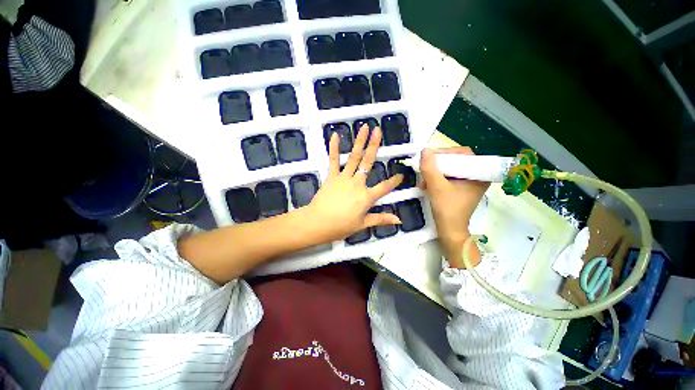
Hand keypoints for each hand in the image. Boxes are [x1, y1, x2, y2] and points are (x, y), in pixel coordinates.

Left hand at [306, 124, 402, 242]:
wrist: (318, 223)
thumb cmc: (341, 226)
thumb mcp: (362, 224)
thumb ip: (381, 219)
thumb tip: (399, 220)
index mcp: (366, 197)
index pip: (384, 187)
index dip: (394, 181)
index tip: (401, 175)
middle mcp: (357, 183)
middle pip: (368, 162)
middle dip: (374, 145)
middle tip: (378, 131)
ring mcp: (343, 178)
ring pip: (353, 157)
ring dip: (359, 141)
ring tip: (364, 127)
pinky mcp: (331, 177)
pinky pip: (333, 160)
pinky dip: (334, 148)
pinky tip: (335, 135)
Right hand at [419, 147, 488, 266]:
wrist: (450, 230)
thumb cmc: (447, 209)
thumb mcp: (436, 187)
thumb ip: (430, 168)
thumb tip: (424, 151)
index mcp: (478, 174)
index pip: (463, 153)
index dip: (445, 152)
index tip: (429, 158)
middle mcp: (476, 176)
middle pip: (455, 160)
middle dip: (437, 165)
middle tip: (425, 169)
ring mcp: (468, 183)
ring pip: (449, 169)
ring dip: (434, 173)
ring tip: (423, 182)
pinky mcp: (460, 188)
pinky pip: (447, 177)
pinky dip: (436, 179)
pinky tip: (426, 185)